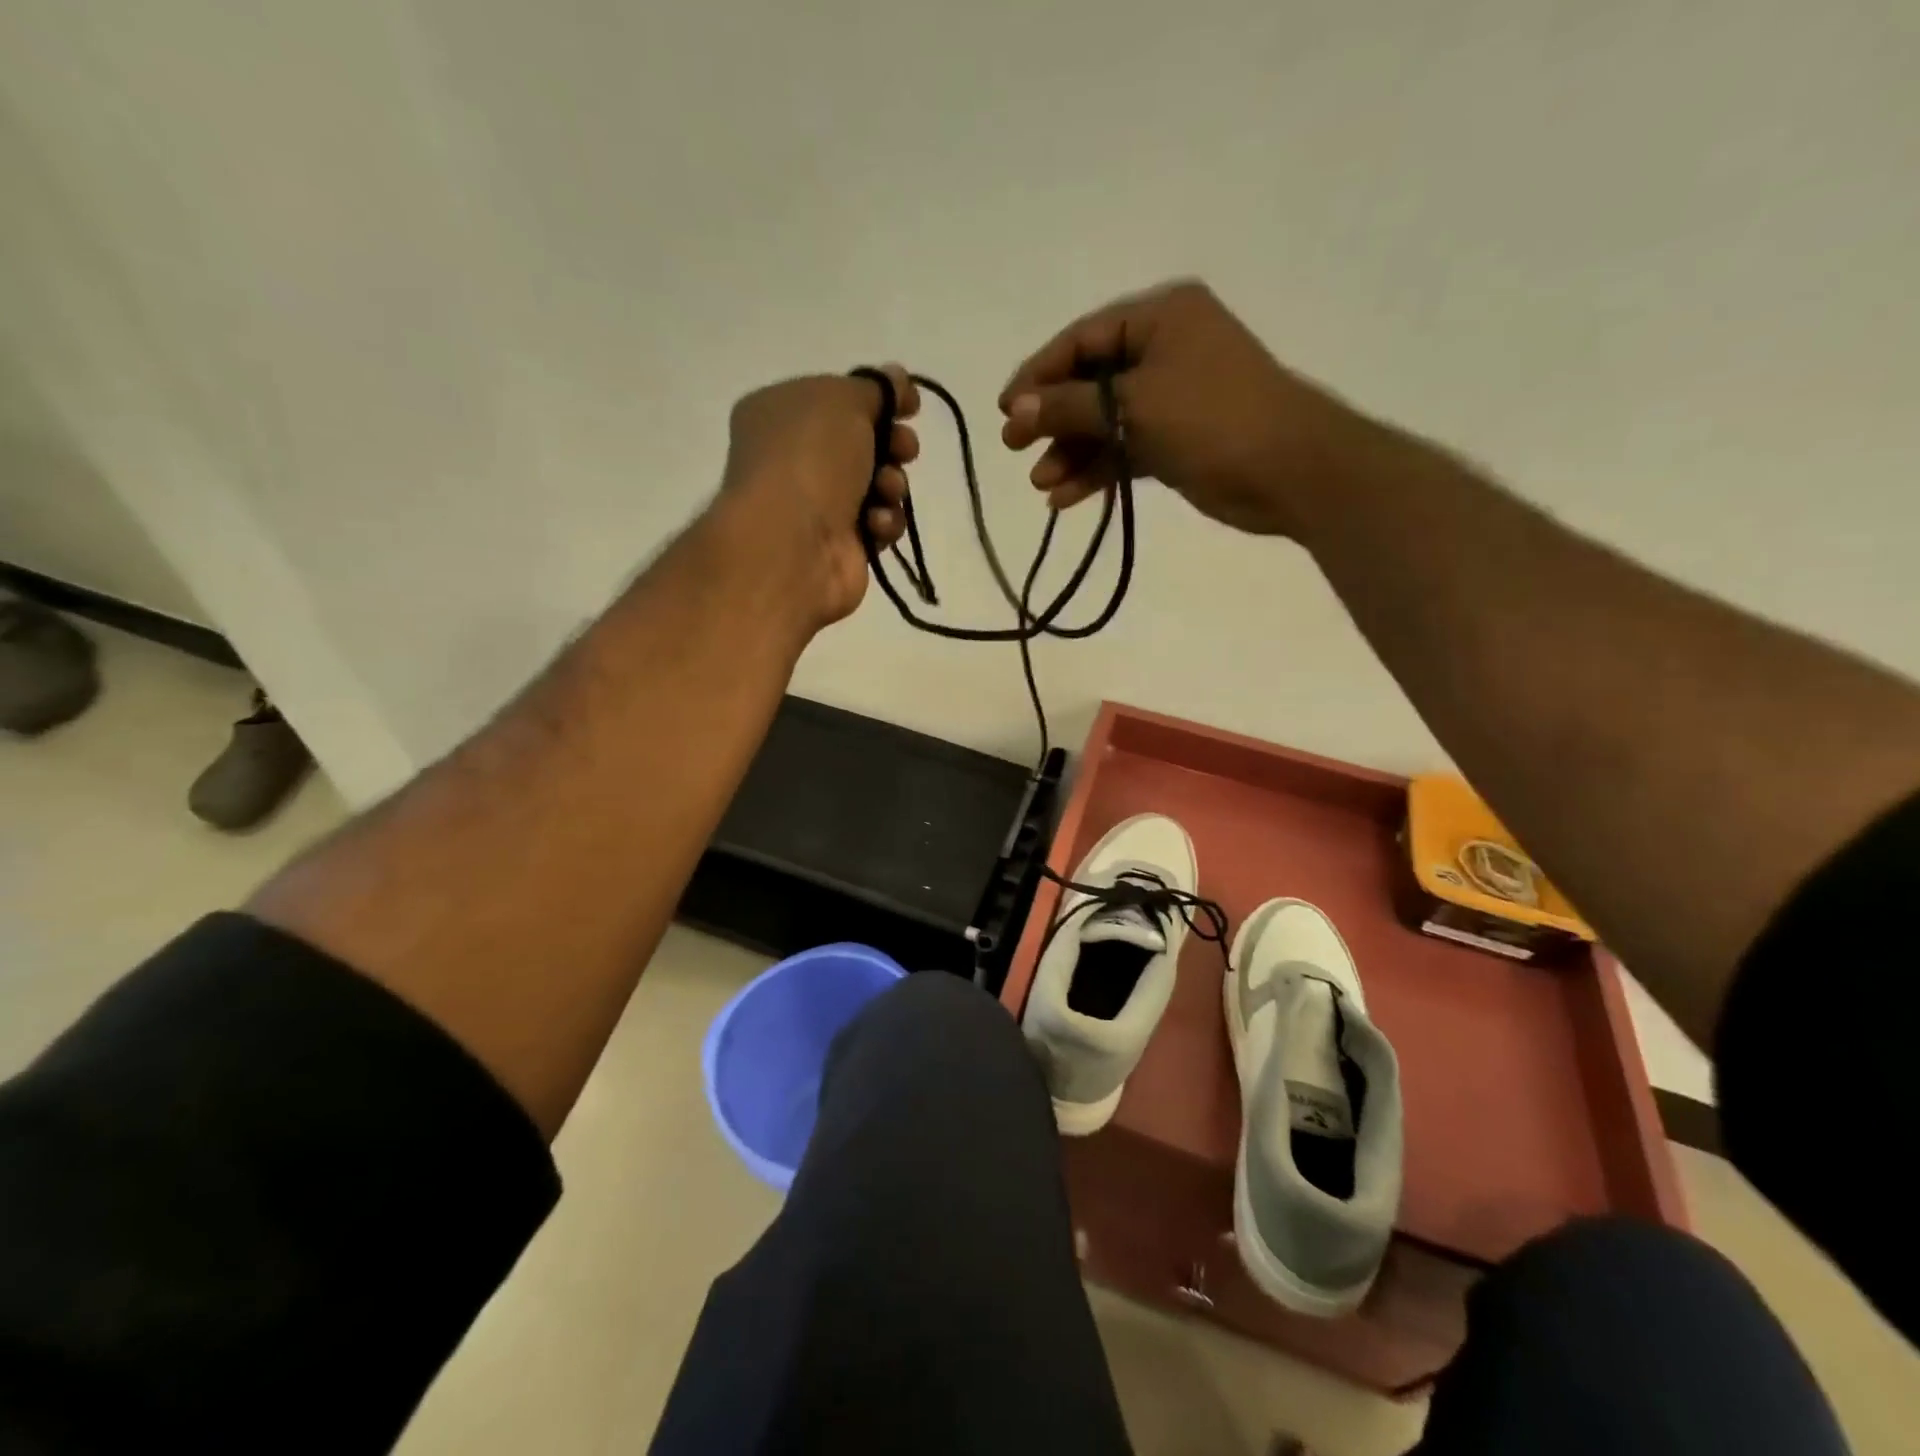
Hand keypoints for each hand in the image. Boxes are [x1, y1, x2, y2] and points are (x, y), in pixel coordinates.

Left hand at [717, 365, 920, 626]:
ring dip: (892, 484)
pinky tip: (874, 525)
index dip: (878, 399)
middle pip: (863, 442)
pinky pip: (878, 524)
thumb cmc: (811, 458)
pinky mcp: (840, 545)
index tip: (910, 405)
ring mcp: (816, 505)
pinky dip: (883, 522)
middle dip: (893, 444)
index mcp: (780, 412)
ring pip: (877, 485)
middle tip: (904, 450)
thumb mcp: (844, 400)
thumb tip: (897, 378)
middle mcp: (794, 458)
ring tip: (885, 491)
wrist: (795, 544)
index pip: (837, 398)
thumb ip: (877, 387)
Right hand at [998, 281, 1370, 538]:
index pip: (1082, 340)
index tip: (1006, 411)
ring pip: (1104, 422)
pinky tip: (1066, 498)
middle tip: (1014, 449)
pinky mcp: (1174, 440)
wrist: (1289, 471)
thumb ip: (1071, 405)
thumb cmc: (1213, 419)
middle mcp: (1163, 350)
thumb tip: (1016, 408)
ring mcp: (1170, 398)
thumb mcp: (1134, 405)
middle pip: (1089, 382)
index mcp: (1160, 318)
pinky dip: (1097, 471)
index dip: (1039, 374)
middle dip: (1052, 419)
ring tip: (1041, 484)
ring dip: (1071, 452)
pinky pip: (1123, 450)